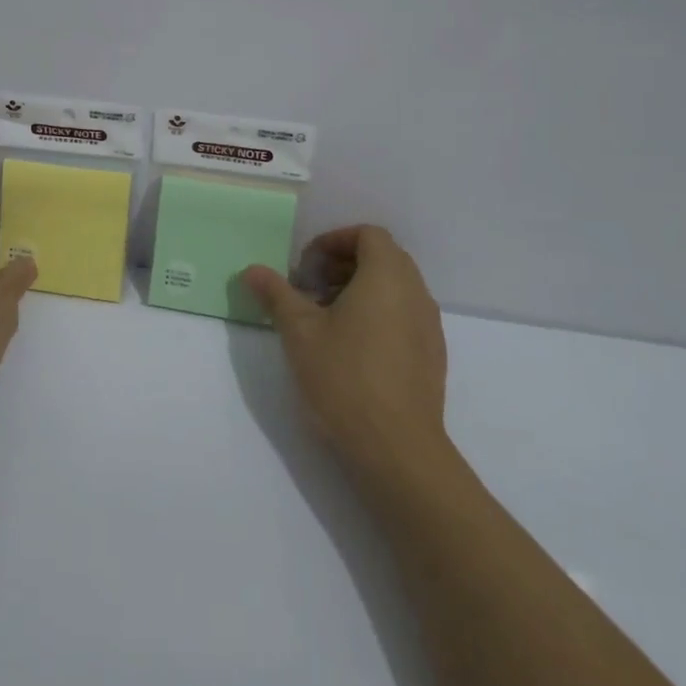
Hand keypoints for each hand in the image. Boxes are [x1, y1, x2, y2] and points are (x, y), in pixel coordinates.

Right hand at [244, 226, 450, 484]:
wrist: (398, 450)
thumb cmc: (345, 378)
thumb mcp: (299, 332)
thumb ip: (276, 294)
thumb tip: (252, 270)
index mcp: (387, 276)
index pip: (368, 235)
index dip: (334, 241)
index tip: (306, 265)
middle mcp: (416, 293)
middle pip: (383, 258)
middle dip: (343, 265)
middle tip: (310, 289)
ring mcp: (429, 326)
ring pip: (395, 289)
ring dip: (360, 290)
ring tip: (325, 320)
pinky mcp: (432, 357)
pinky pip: (405, 316)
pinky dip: (378, 315)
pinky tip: (351, 349)